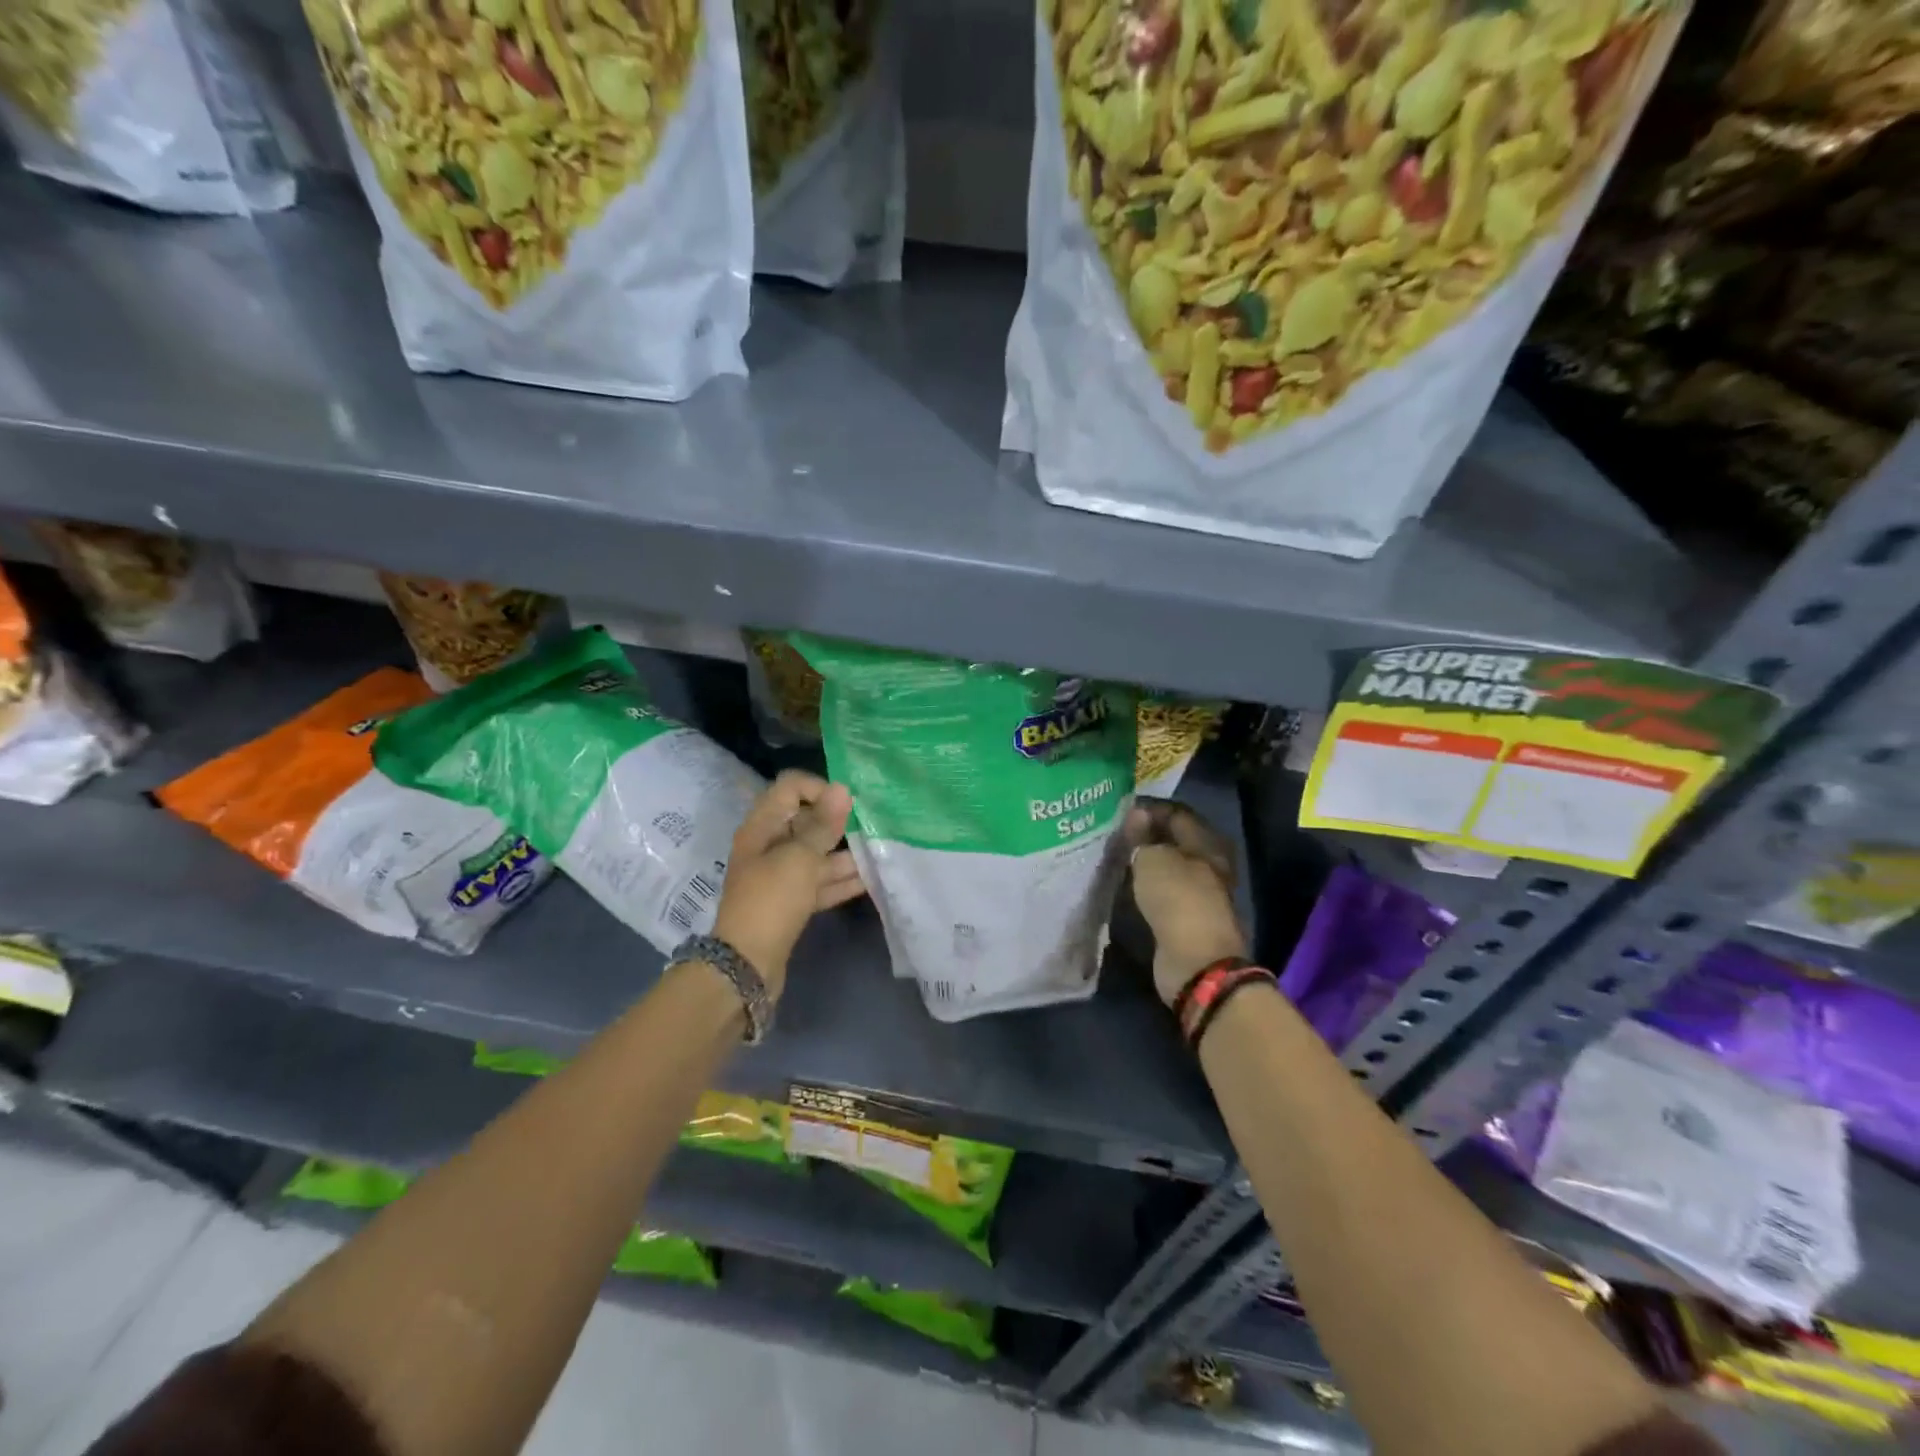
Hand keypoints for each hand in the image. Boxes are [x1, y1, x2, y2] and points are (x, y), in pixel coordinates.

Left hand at [713, 769, 864, 999]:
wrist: (747, 965)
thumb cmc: (772, 900)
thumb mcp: (800, 858)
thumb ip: (823, 825)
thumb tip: (842, 788)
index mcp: (762, 827)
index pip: (790, 788)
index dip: (819, 789)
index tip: (847, 806)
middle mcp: (769, 846)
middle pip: (806, 822)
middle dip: (837, 823)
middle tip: (871, 827)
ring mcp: (780, 876)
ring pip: (816, 855)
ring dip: (845, 854)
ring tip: (878, 853)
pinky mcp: (791, 903)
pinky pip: (818, 883)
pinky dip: (841, 881)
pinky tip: (871, 880)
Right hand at [1126, 797, 1246, 1006]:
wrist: (1196, 963)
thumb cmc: (1178, 900)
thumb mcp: (1153, 860)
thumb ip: (1142, 836)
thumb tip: (1136, 815)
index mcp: (1207, 843)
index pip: (1176, 813)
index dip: (1149, 809)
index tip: (1118, 811)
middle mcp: (1208, 864)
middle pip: (1174, 841)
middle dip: (1146, 836)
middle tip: (1113, 833)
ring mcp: (1199, 893)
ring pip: (1167, 867)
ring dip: (1145, 862)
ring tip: (1114, 856)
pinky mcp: (1186, 918)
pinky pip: (1163, 892)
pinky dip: (1146, 885)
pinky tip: (1124, 883)